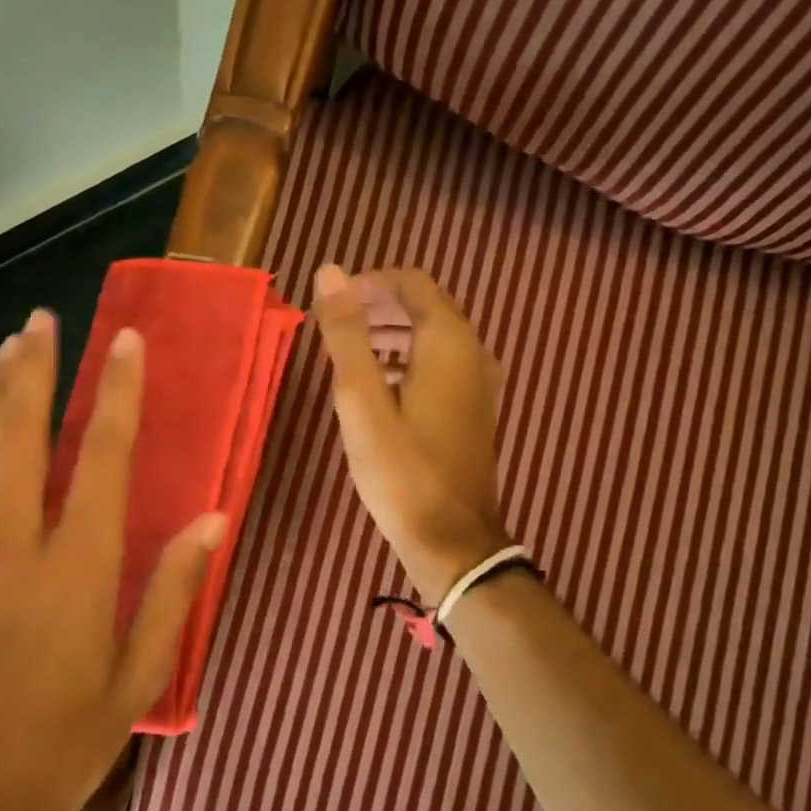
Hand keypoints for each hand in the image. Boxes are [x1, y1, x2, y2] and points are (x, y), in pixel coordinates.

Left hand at [0, 309, 225, 810]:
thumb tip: (212, 519)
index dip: (116, 393)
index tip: (124, 341)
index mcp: (74, 570)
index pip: (100, 457)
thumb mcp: (136, 680)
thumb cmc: (57, 748)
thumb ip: (173, 591)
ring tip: (8, 351)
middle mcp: (10, 545)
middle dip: (33, 369)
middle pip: (20, 433)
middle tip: (42, 320)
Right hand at [311, 264, 510, 604]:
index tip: (333, 302)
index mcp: (447, 342)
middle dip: (379, 305)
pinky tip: (379, 385)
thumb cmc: (401, 469)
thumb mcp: (361, 400)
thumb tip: (330, 271)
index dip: (369, 282)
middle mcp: (473, 352)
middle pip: (426, 306)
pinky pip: (441, 364)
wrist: (452, 540)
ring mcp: (479, 383)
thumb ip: (347, 334)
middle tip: (335, 324)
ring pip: (433, 336)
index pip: (412, 283)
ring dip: (392, 332)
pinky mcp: (474, 409)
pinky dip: (408, 358)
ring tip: (350, 351)